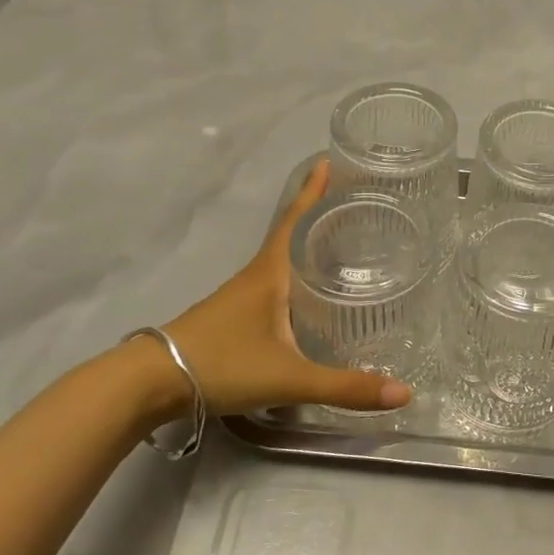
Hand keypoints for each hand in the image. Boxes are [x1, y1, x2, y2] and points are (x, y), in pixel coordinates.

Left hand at [157, 160, 413, 419]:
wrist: (149, 384)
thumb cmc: (221, 364)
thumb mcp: (289, 377)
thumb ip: (345, 386)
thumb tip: (404, 393)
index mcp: (271, 273)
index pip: (296, 219)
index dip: (314, 191)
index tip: (330, 161)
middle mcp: (258, 276)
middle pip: (293, 233)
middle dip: (321, 214)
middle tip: (356, 202)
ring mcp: (242, 296)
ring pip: (283, 259)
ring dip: (308, 244)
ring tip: (342, 242)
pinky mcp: (235, 316)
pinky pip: (275, 282)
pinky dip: (296, 274)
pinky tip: (309, 292)